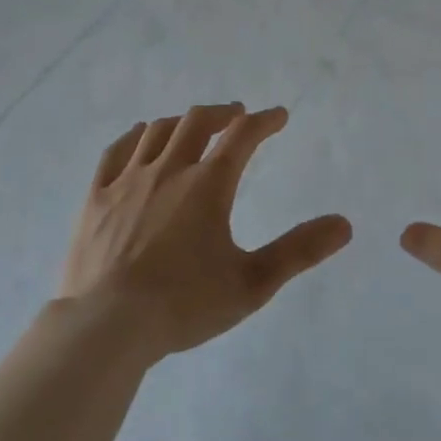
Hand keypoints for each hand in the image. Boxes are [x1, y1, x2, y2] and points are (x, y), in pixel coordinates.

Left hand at [58, 103, 351, 358]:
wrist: (105, 327)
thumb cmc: (183, 304)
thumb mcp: (252, 283)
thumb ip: (299, 251)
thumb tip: (344, 224)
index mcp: (208, 185)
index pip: (243, 136)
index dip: (264, 121)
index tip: (278, 116)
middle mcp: (168, 170)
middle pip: (197, 122)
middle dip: (222, 113)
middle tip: (237, 116)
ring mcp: (127, 181)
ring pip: (157, 132)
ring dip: (181, 122)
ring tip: (193, 127)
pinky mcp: (95, 198)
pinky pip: (115, 152)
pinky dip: (134, 137)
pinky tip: (140, 138)